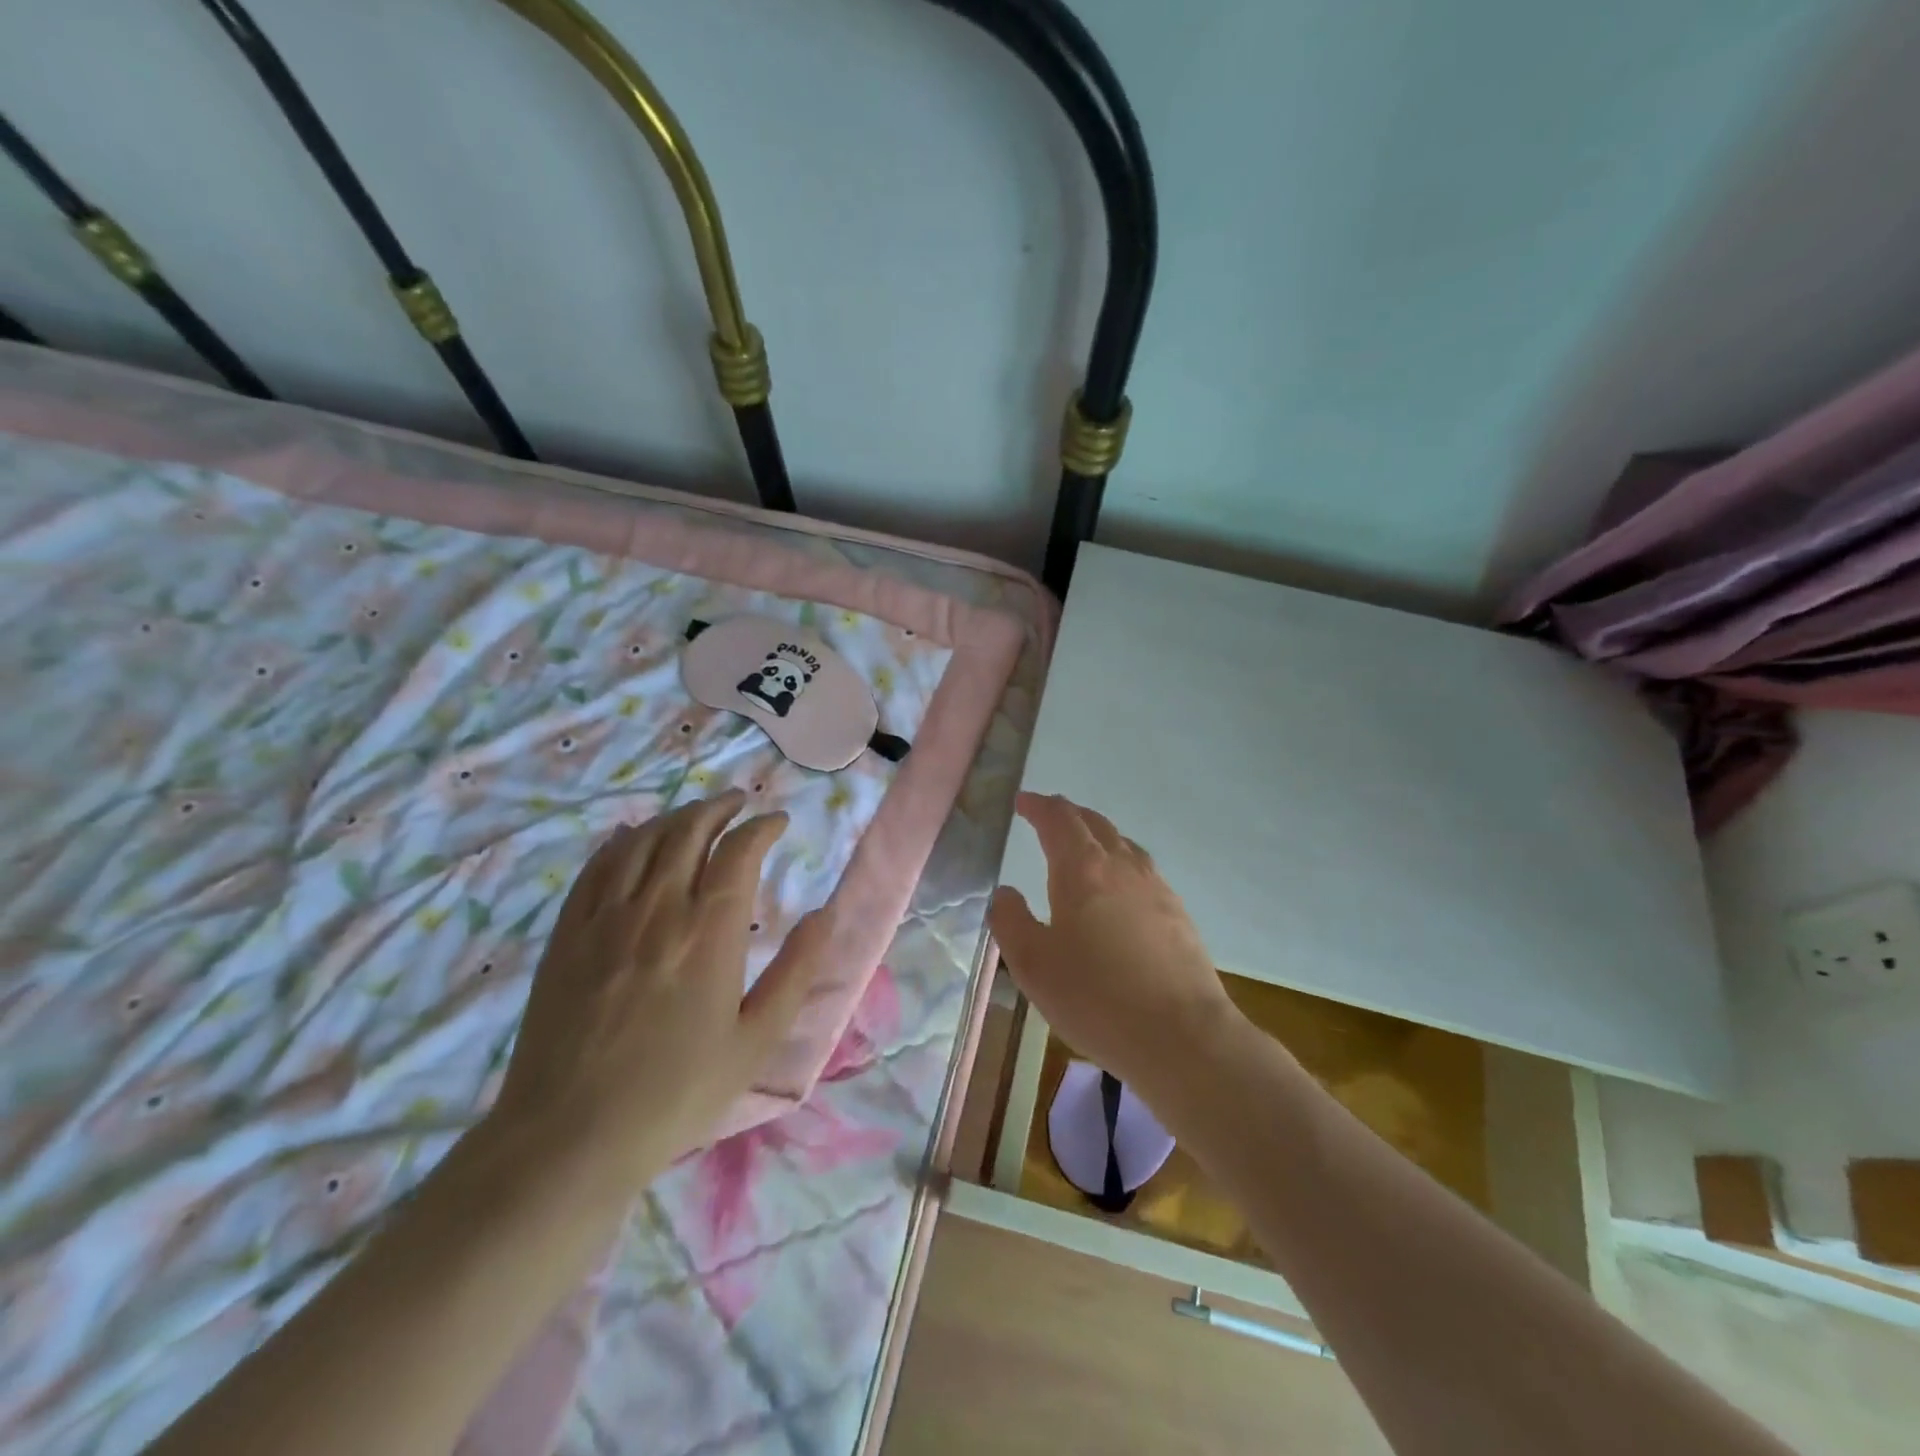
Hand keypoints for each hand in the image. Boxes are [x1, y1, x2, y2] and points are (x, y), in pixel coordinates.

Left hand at [489, 790, 826, 1196]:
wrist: (570, 1136)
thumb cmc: (676, 1093)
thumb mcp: (756, 1040)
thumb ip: (796, 971)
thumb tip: (823, 914)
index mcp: (708, 930)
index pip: (739, 850)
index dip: (762, 827)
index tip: (778, 822)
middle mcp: (657, 907)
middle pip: (689, 830)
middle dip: (720, 807)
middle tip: (740, 803)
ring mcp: (606, 916)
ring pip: (644, 840)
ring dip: (676, 816)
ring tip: (696, 813)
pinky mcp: (568, 933)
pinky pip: (597, 866)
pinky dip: (622, 840)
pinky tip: (632, 836)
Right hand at [990, 793, 1236, 1096]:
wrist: (1182, 1036)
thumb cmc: (1096, 998)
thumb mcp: (1033, 965)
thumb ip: (1011, 922)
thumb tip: (1005, 893)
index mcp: (1082, 869)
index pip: (1058, 819)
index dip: (1038, 806)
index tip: (1022, 801)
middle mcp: (1121, 866)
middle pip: (1093, 823)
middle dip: (1066, 813)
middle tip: (1046, 816)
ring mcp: (1155, 886)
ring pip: (1122, 843)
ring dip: (1096, 834)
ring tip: (1082, 845)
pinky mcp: (1177, 912)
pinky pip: (1142, 869)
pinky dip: (1120, 861)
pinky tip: (1119, 888)